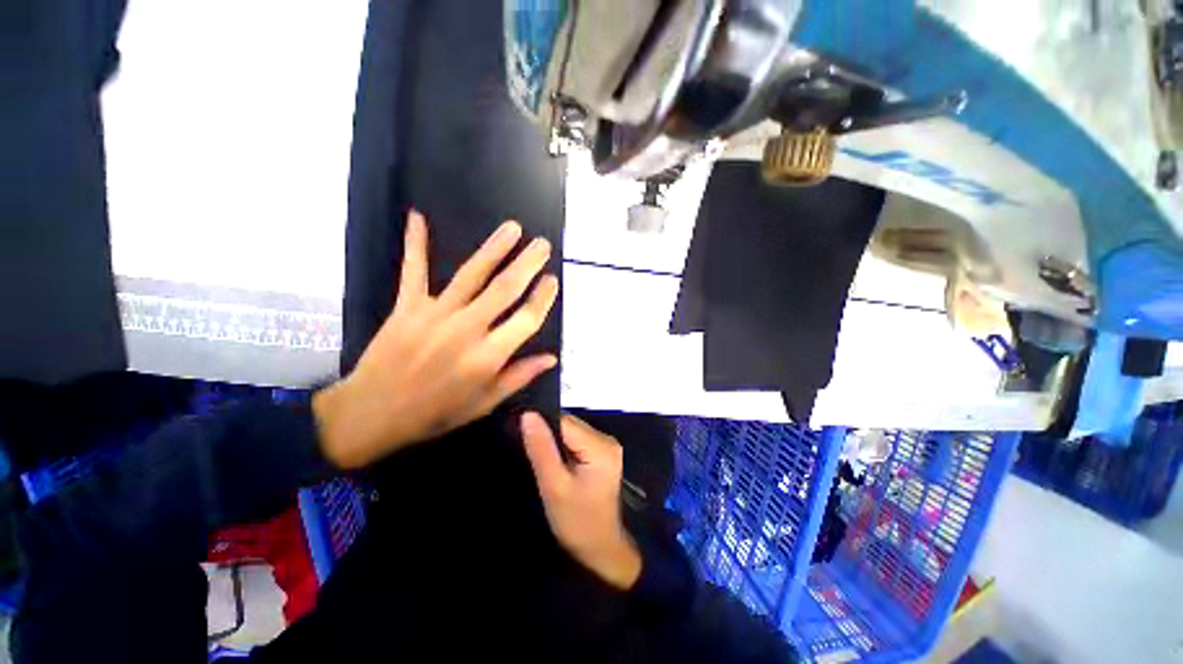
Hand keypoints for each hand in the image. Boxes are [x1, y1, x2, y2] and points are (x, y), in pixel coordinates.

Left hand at [314, 210, 559, 469]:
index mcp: (488, 356)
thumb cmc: (435, 413)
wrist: (372, 414)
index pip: (526, 320)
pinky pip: (413, 271)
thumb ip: (519, 377)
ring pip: (471, 275)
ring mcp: (435, 314)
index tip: (552, 280)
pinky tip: (417, 216)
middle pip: (504, 290)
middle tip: (543, 245)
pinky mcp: (407, 307)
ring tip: (512, 228)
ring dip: (494, 249)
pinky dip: (415, 243)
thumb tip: (551, 358)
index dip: (543, 298)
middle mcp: (467, 329)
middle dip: (527, 264)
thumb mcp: (484, 403)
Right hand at [521, 412, 641, 589]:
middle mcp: (607, 439)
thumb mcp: (554, 487)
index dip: (543, 427)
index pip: (565, 422)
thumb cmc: (576, 522)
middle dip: (550, 437)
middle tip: (535, 458)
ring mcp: (607, 445)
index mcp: (600, 446)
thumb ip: (541, 449)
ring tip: (546, 464)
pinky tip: (558, 465)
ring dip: (556, 443)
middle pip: (569, 425)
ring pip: (571, 431)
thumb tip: (528, 414)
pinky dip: (564, 449)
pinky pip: (577, 440)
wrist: (600, 548)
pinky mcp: (603, 452)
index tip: (524, 441)